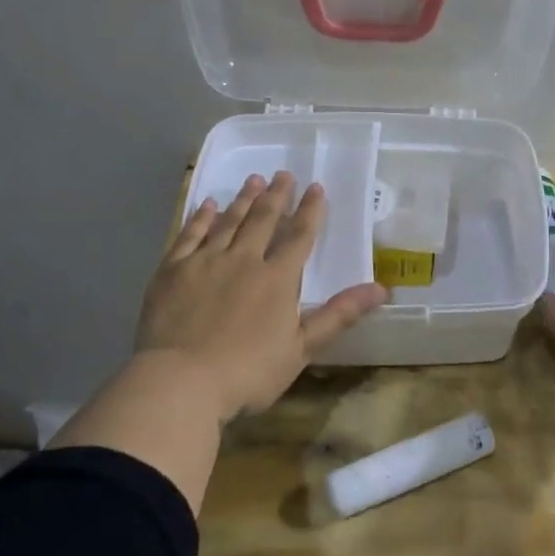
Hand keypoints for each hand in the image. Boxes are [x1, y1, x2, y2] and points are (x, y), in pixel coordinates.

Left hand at [136, 172, 387, 419]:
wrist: (180, 381)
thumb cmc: (247, 372)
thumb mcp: (302, 349)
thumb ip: (339, 315)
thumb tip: (382, 289)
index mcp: (277, 278)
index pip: (299, 236)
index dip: (310, 211)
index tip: (316, 187)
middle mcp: (243, 259)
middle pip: (263, 220)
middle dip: (276, 196)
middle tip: (283, 174)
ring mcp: (205, 261)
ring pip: (228, 221)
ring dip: (243, 200)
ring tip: (253, 180)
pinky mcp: (172, 270)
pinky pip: (190, 234)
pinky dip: (201, 217)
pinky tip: (207, 204)